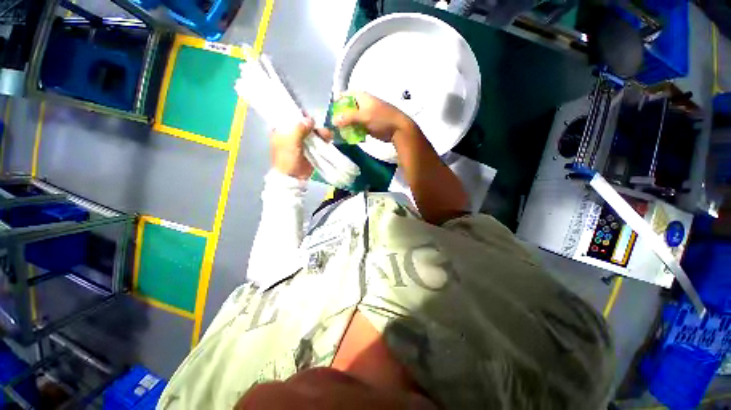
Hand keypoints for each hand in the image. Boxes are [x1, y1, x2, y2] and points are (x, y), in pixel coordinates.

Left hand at [271, 117, 331, 179]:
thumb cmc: (287, 158)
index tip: (310, 116)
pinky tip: (329, 138)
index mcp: (282, 130)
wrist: (293, 177)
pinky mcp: (311, 149)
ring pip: (313, 132)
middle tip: (321, 129)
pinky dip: (324, 139)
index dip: (300, 114)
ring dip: (321, 132)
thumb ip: (299, 129)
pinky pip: (318, 141)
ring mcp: (303, 142)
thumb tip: (310, 119)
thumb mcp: (290, 142)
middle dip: (314, 125)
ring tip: (327, 135)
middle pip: (305, 124)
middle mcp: (292, 134)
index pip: (291, 117)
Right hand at [332, 92, 416, 141]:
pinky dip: (353, 131)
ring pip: (352, 119)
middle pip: (347, 108)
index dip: (337, 102)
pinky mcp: (369, 125)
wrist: (398, 129)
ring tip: (340, 133)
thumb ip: (348, 118)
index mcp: (362, 97)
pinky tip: (350, 136)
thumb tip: (333, 121)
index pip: (345, 95)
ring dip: (346, 125)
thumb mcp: (364, 116)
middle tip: (334, 126)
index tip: (331, 113)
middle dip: (340, 116)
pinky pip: (358, 127)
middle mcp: (363, 104)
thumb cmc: (382, 119)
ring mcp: (367, 115)